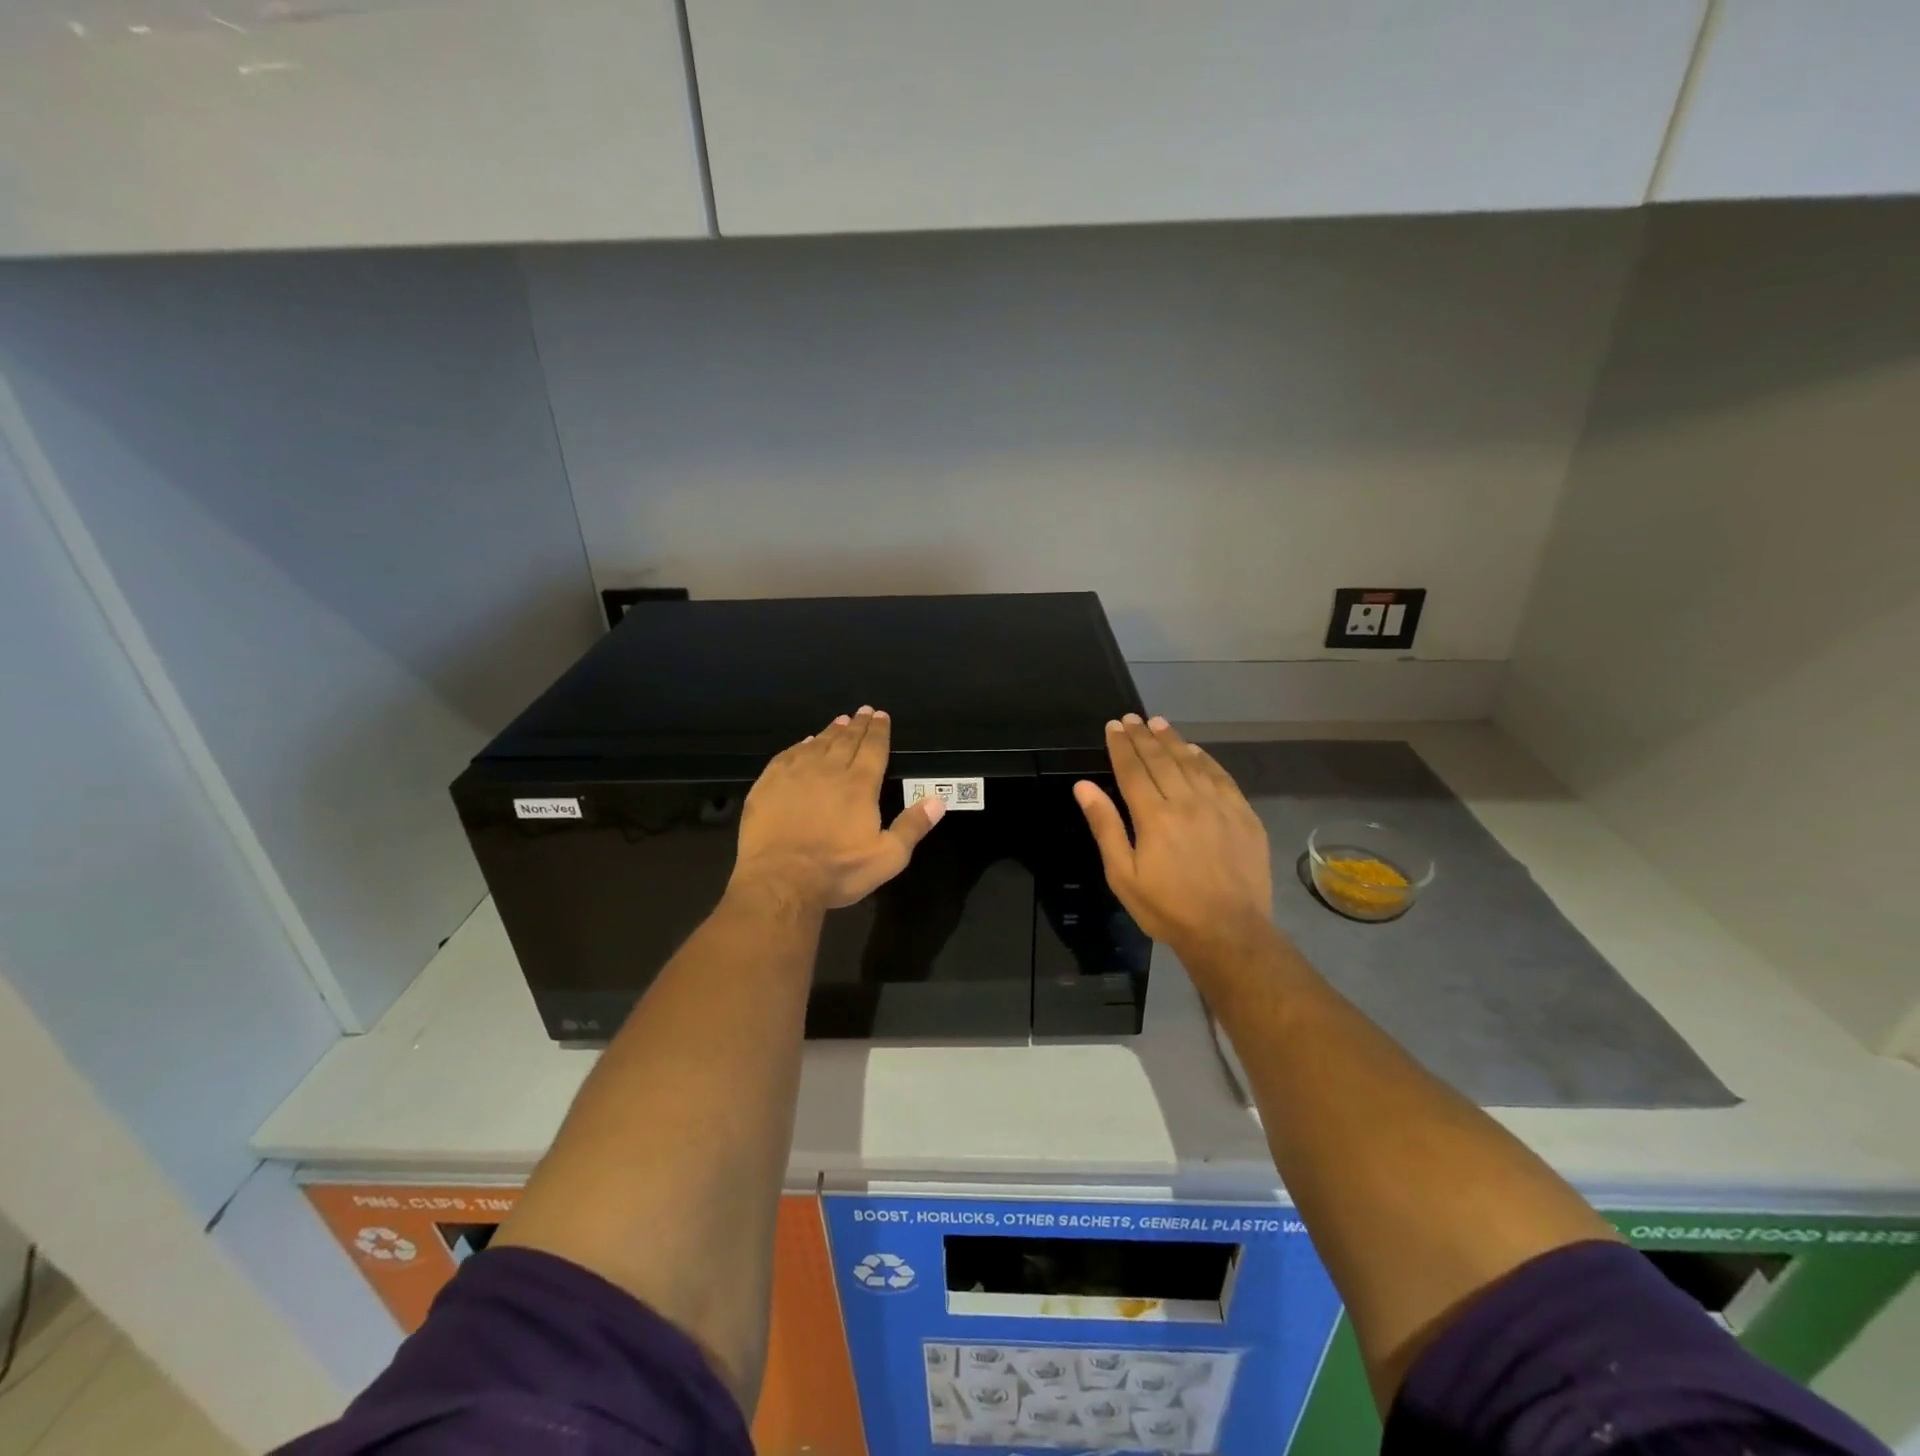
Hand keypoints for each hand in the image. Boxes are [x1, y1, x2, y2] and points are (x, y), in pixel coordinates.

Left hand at [730, 706, 945, 911]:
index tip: (881, 716)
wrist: (780, 880)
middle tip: (864, 711)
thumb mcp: (887, 857)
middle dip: (858, 725)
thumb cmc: (838, 871)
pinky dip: (800, 745)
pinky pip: (788, 755)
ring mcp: (796, 774)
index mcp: (860, 785)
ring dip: (831, 731)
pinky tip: (805, 743)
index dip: (879, 731)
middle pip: (847, 741)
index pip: (873, 749)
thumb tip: (938, 801)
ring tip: (840, 721)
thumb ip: (912, 826)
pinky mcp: (769, 784)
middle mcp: (829, 770)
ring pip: (818, 744)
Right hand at [1074, 714, 1274, 963]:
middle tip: (1132, 718)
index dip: (1121, 746)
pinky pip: (1222, 777)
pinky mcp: (1244, 815)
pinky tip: (1196, 750)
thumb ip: (1105, 826)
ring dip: (1173, 741)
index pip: (1132, 770)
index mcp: (1154, 815)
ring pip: (1192, 762)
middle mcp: (1187, 801)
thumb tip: (1083, 786)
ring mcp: (1219, 806)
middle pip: (1161, 760)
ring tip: (1159, 723)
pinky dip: (1206, 760)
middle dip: (1143, 736)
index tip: (1113, 726)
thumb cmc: (1167, 908)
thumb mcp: (1123, 874)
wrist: (1230, 931)